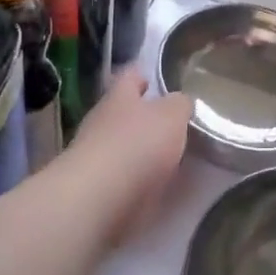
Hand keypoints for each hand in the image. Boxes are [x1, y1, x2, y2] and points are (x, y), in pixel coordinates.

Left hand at [64, 69, 192, 241]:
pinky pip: (122, 177)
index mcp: (119, 98)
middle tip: (170, 124)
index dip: (142, 75)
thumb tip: (180, 102)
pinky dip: (137, 180)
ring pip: (121, 146)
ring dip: (140, 151)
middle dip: (143, 117)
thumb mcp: (172, 116)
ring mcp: (95, 156)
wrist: (99, 199)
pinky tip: (156, 186)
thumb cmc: (137, 145)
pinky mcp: (96, 188)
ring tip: (169, 158)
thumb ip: (179, 105)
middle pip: (123, 112)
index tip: (154, 79)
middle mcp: (102, 122)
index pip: (130, 76)